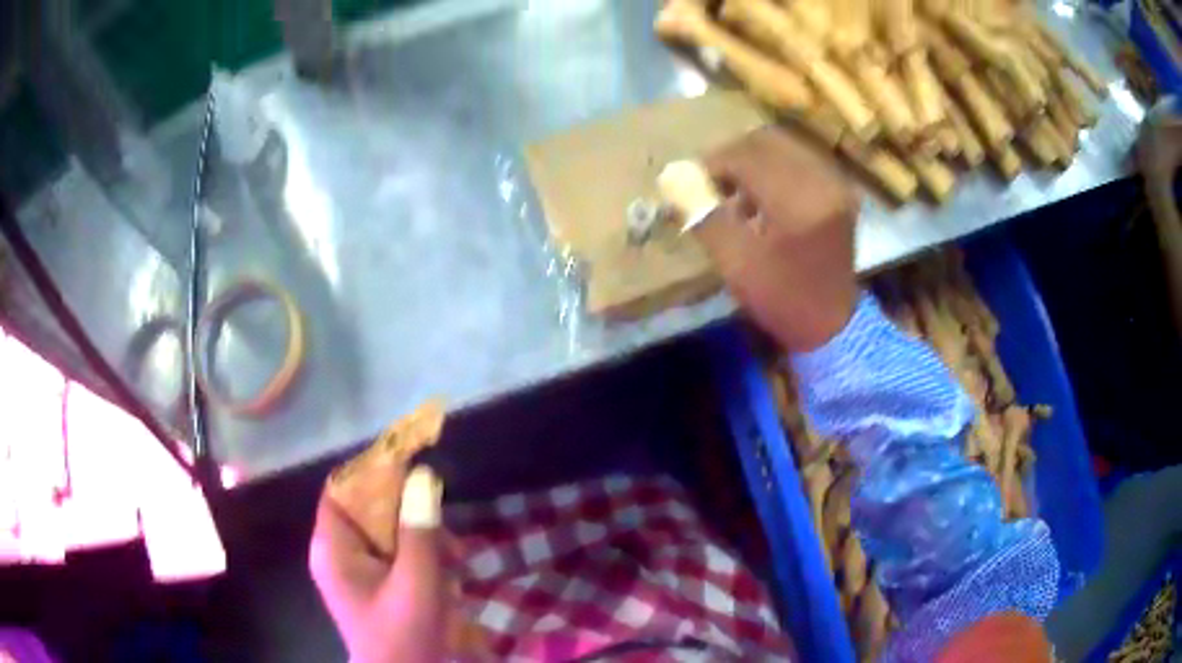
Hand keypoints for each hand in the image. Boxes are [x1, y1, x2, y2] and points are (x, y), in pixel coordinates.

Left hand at [309, 467, 446, 662]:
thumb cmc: (403, 635)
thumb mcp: (417, 581)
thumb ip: (419, 530)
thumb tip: (422, 476)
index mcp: (333, 547)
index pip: (343, 488)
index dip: (374, 473)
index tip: (413, 468)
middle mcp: (338, 552)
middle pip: (368, 509)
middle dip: (411, 516)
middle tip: (447, 532)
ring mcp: (355, 569)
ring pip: (387, 532)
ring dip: (423, 540)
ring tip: (457, 559)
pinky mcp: (373, 583)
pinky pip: (395, 554)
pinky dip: (422, 558)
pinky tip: (449, 575)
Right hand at [694, 127, 858, 351]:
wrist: (834, 324)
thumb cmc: (782, 299)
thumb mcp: (735, 264)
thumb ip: (704, 215)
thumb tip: (673, 178)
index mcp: (798, 201)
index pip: (746, 155)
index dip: (713, 161)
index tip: (691, 181)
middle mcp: (822, 180)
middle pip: (767, 140)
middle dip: (733, 155)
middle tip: (712, 181)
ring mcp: (835, 182)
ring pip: (784, 146)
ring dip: (753, 159)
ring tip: (736, 190)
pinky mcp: (839, 189)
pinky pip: (800, 159)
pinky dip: (775, 167)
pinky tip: (763, 196)